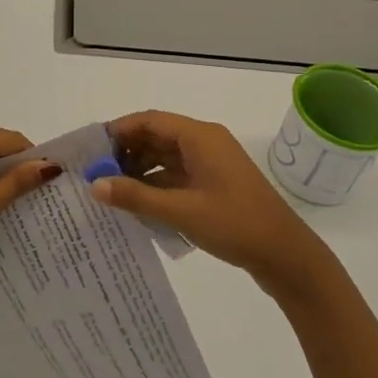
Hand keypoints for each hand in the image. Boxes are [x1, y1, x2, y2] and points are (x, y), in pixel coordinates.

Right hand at [95, 110, 331, 297]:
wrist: (287, 257)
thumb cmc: (235, 225)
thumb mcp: (181, 211)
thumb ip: (136, 196)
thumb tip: (95, 184)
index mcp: (200, 136)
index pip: (149, 120)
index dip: (118, 132)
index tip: (90, 151)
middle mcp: (205, 143)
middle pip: (156, 137)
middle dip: (125, 153)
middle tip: (95, 174)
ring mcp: (212, 165)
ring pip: (165, 157)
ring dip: (139, 171)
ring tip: (110, 191)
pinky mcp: (215, 185)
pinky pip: (177, 175)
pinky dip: (156, 185)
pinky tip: (138, 205)